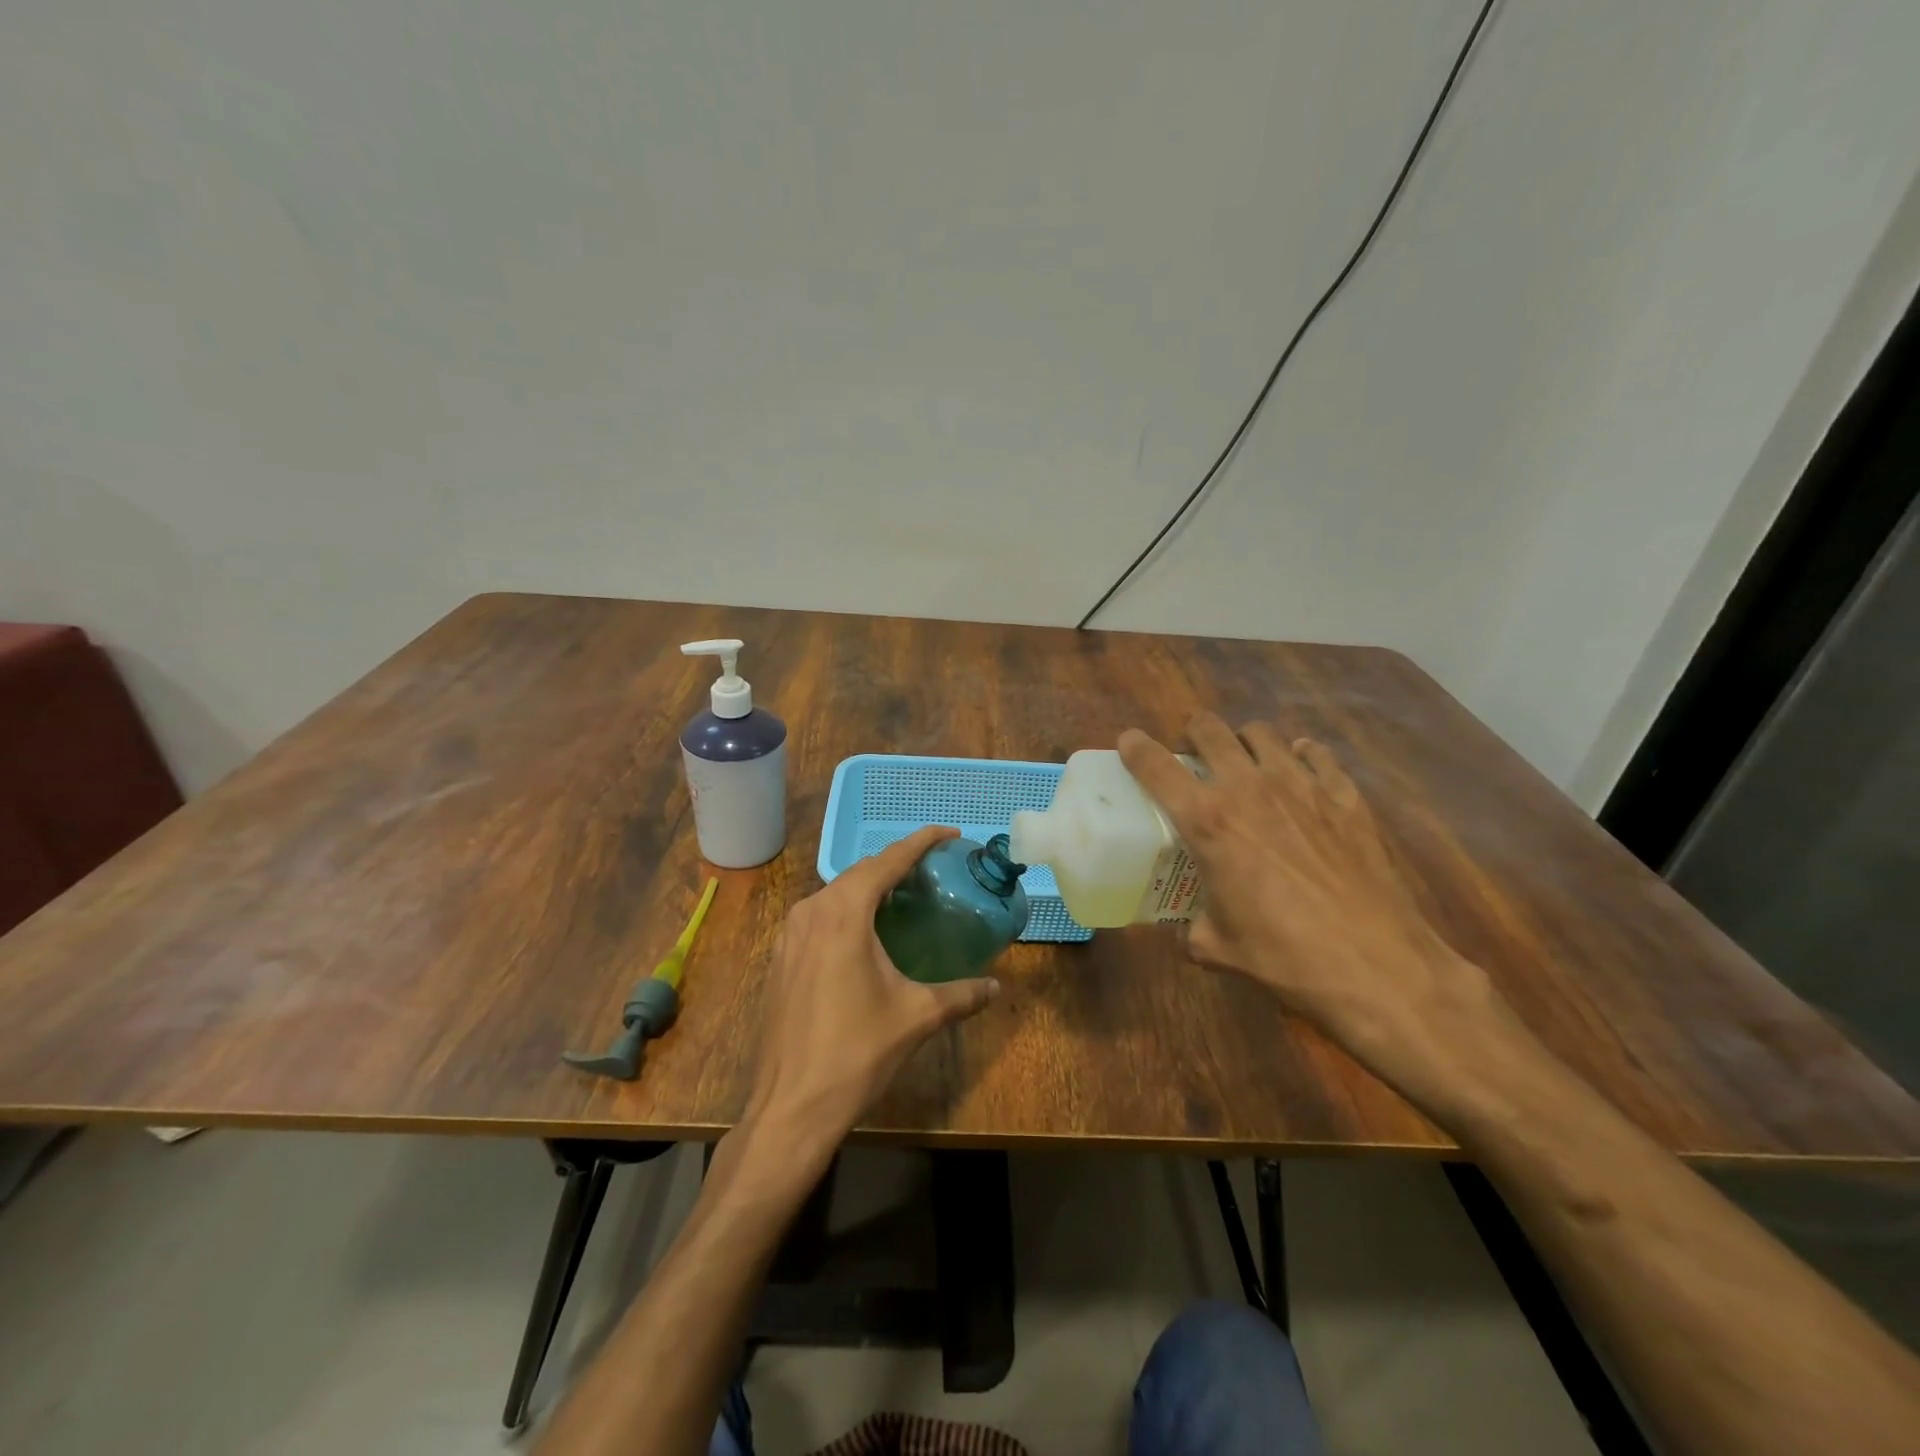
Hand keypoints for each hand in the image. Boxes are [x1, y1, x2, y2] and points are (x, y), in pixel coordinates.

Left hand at [744, 826, 999, 1150]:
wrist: (790, 1107)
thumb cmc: (856, 1053)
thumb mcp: (916, 1017)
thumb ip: (961, 995)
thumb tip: (996, 987)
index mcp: (844, 913)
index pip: (887, 861)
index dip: (920, 842)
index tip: (949, 833)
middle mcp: (811, 911)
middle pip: (860, 872)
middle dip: (896, 864)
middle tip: (932, 870)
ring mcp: (788, 934)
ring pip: (836, 894)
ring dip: (869, 888)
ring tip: (904, 897)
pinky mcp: (779, 958)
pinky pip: (819, 917)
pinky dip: (846, 911)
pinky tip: (866, 934)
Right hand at [1119, 714, 1526, 1109]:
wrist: (1378, 968)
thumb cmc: (1285, 958)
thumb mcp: (1216, 947)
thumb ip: (1189, 927)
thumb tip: (1182, 927)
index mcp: (1208, 822)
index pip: (1156, 766)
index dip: (1135, 748)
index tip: (1129, 743)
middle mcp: (1249, 789)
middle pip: (1210, 729)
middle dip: (1193, 733)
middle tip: (1194, 756)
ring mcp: (1302, 786)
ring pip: (1262, 733)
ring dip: (1244, 742)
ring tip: (1246, 764)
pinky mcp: (1345, 796)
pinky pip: (1316, 753)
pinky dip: (1301, 756)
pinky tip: (1301, 775)